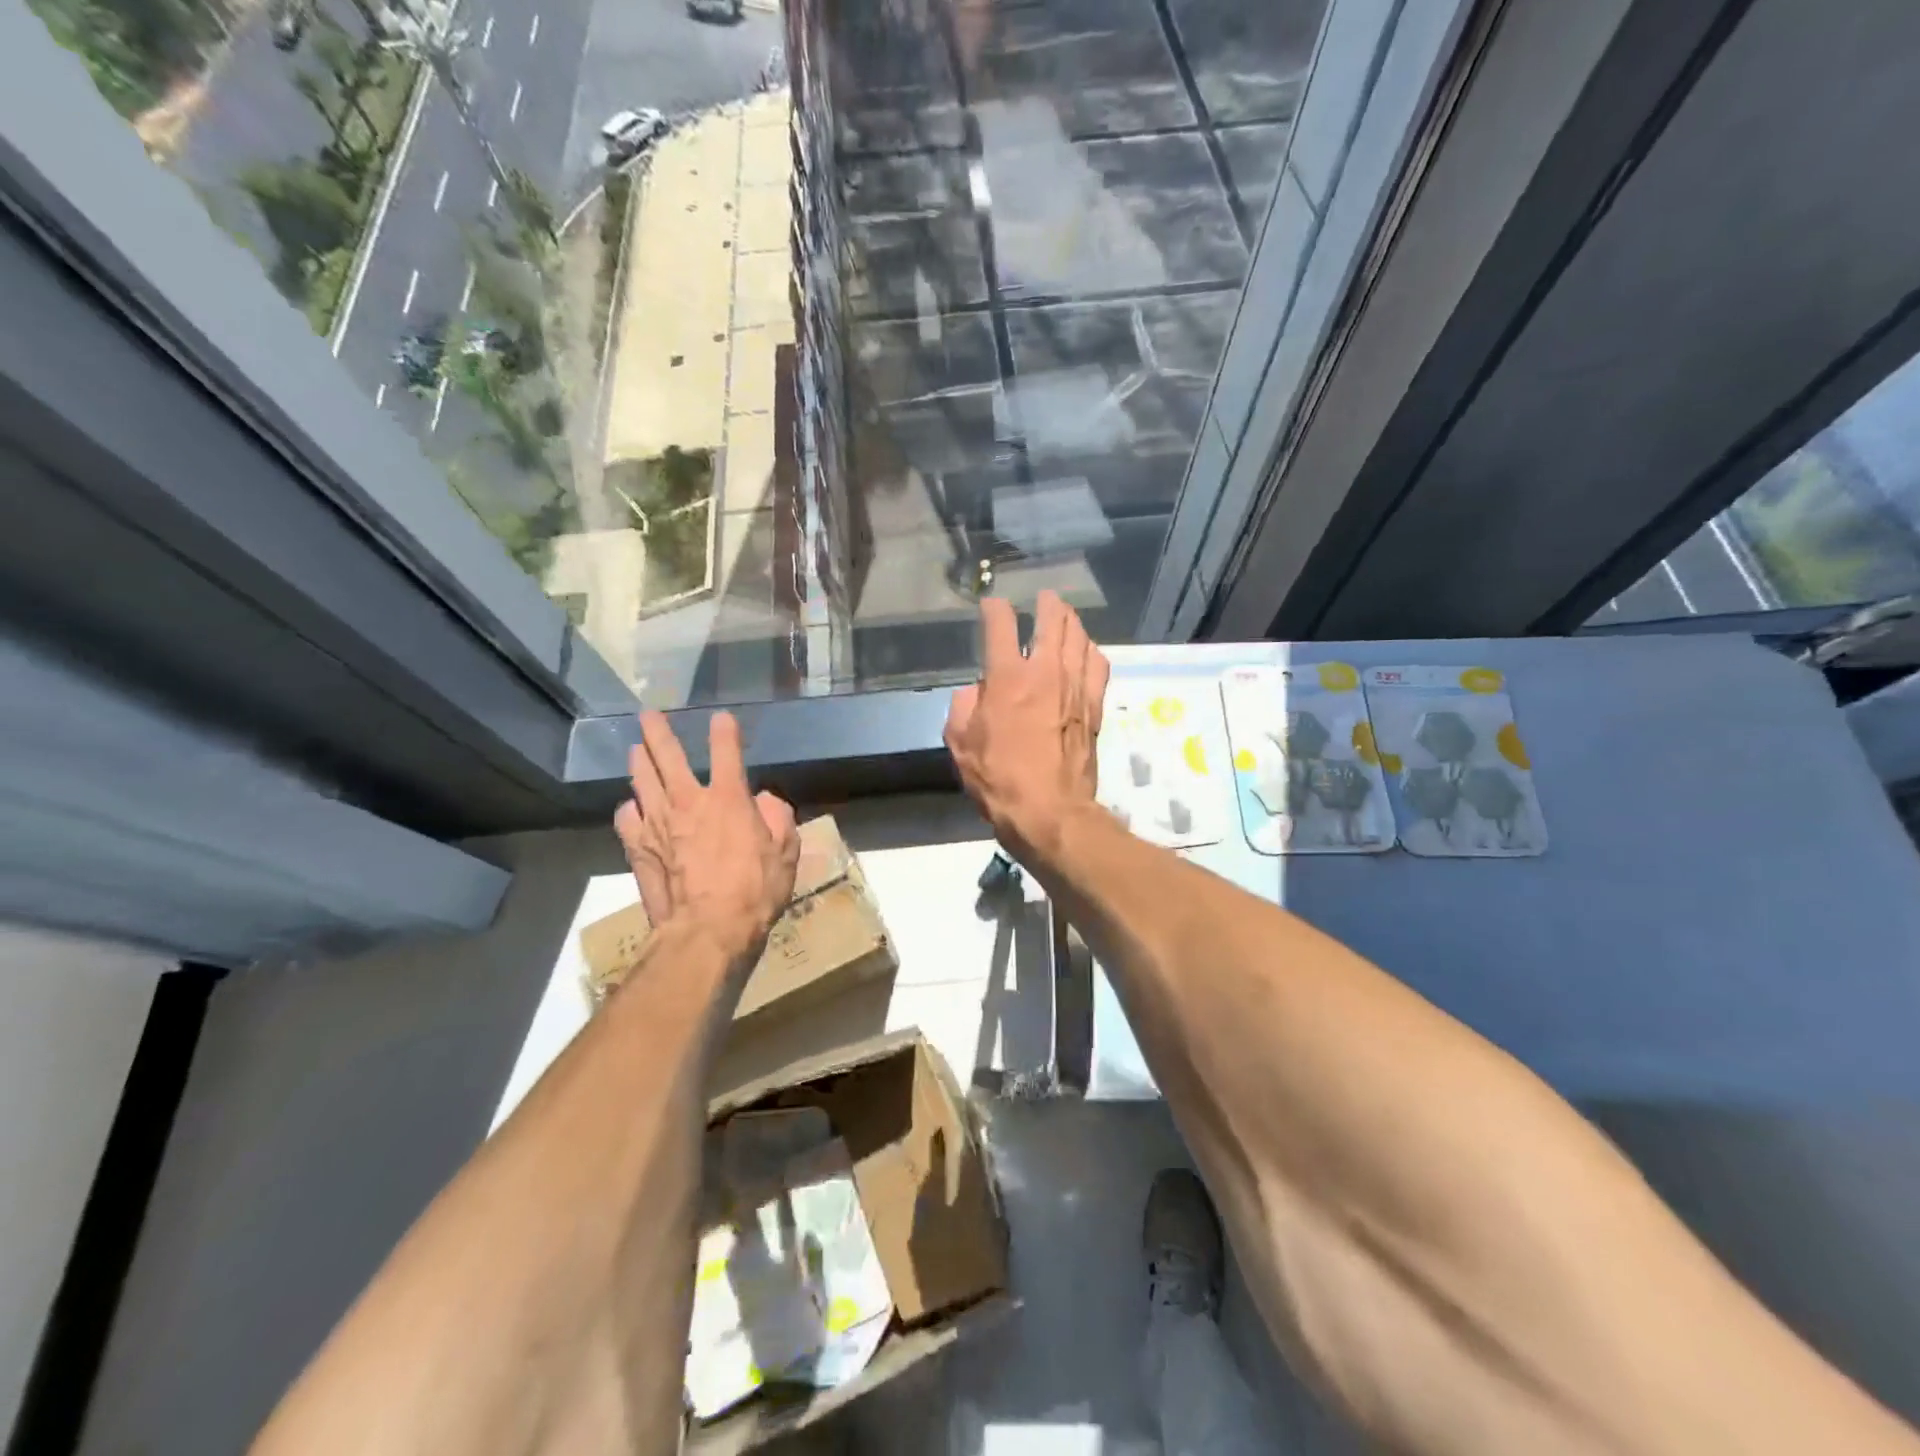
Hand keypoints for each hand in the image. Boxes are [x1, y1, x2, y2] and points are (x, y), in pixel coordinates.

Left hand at [613, 710, 800, 972]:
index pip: (726, 752)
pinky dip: (630, 807)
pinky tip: (632, 806)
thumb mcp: (786, 852)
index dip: (724, 731)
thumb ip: (778, 818)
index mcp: (728, 799)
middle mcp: (689, 801)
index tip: (721, 718)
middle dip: (658, 731)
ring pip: (641, 780)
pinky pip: (627, 817)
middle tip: (648, 715)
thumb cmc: (755, 891)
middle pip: (667, 755)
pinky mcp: (638, 848)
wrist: (707, 930)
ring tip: (635, 749)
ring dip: (639, 760)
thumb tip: (764, 800)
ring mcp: (658, 823)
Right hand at [945, 591, 1109, 863]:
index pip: (1001, 625)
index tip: (991, 605)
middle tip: (1042, 598)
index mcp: (1007, 678)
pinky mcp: (1094, 707)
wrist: (1050, 811)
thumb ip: (962, 708)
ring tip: (1065, 617)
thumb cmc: (998, 779)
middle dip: (1046, 603)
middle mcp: (1045, 673)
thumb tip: (975, 692)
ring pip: (1080, 637)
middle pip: (1053, 620)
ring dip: (1071, 622)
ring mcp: (1075, 688)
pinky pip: (1098, 665)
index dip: (994, 608)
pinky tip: (1086, 651)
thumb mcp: (960, 744)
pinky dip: (1091, 651)